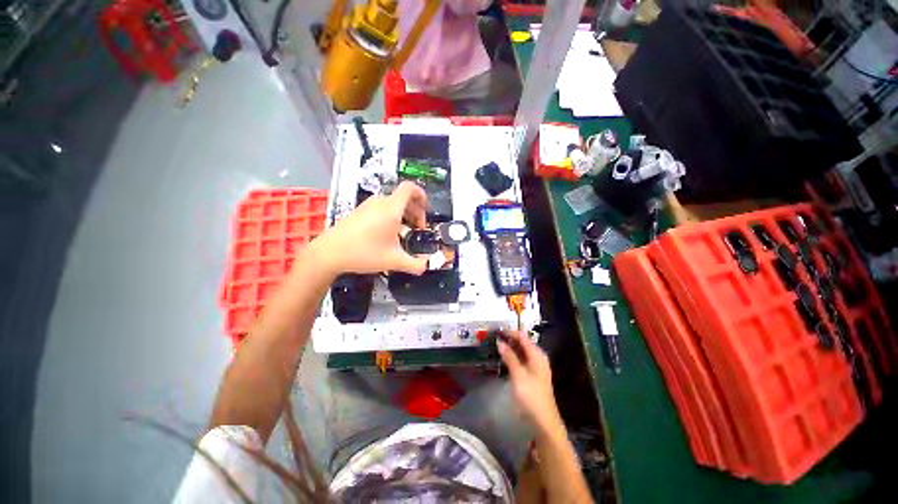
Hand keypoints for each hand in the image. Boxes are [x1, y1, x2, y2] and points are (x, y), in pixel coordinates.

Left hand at [314, 181, 429, 275]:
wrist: (329, 253)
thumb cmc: (364, 253)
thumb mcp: (394, 261)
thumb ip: (416, 264)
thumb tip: (429, 266)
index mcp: (391, 208)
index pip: (410, 188)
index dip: (422, 195)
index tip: (427, 210)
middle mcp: (380, 202)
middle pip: (404, 197)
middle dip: (416, 211)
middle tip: (418, 228)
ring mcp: (368, 206)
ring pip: (393, 203)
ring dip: (404, 214)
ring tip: (405, 232)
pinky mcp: (360, 212)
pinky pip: (382, 208)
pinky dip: (392, 216)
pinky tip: (389, 234)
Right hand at [498, 331, 561, 432]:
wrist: (543, 420)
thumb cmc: (531, 395)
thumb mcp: (518, 375)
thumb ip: (509, 357)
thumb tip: (499, 342)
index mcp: (537, 355)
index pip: (522, 337)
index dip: (510, 332)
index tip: (496, 330)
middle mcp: (538, 357)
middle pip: (523, 343)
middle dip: (510, 338)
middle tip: (494, 337)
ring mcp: (536, 366)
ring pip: (522, 351)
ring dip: (510, 347)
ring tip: (496, 344)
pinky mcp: (532, 374)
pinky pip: (522, 359)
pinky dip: (513, 356)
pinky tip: (504, 357)